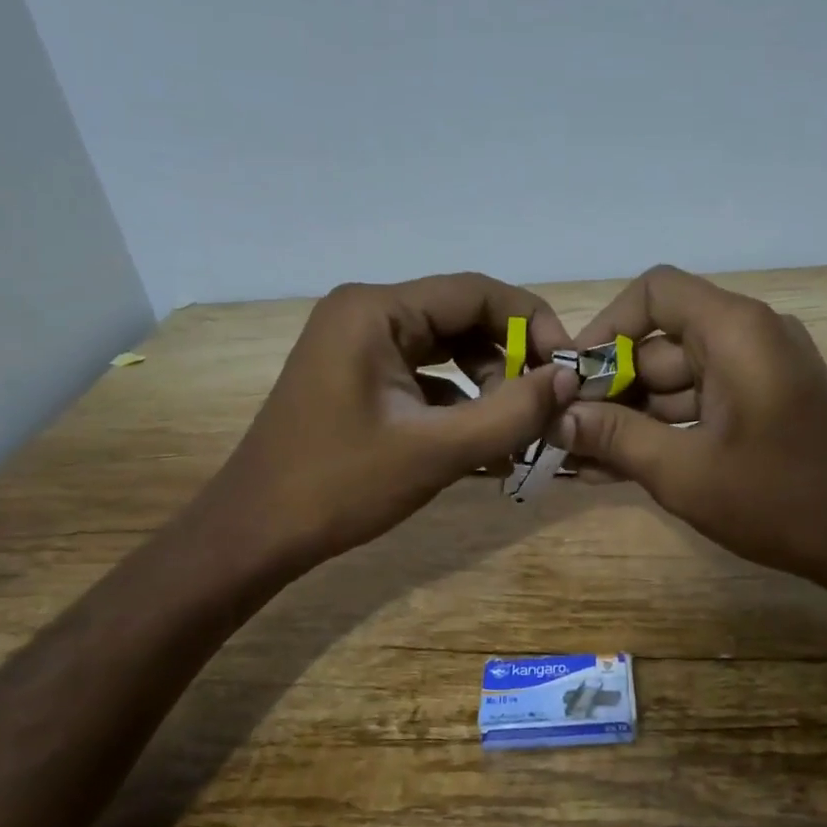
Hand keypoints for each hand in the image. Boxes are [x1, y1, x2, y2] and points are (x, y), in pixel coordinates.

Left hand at [200, 274, 577, 576]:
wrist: (257, 533)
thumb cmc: (340, 485)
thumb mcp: (437, 450)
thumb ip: (511, 412)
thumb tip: (570, 378)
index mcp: (377, 310)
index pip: (477, 292)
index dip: (532, 325)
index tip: (568, 370)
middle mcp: (368, 313)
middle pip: (463, 318)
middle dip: (510, 361)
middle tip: (545, 407)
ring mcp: (360, 345)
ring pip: (448, 349)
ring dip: (488, 385)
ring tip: (515, 432)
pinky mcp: (359, 377)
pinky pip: (425, 376)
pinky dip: (459, 403)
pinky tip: (482, 444)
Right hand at [560, 265, 826, 585]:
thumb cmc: (779, 499)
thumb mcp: (684, 472)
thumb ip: (617, 437)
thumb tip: (558, 417)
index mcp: (735, 330)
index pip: (654, 293)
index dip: (606, 327)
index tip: (573, 376)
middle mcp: (749, 336)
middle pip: (661, 342)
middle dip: (610, 387)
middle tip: (564, 430)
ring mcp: (760, 372)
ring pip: (677, 380)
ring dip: (631, 416)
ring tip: (580, 456)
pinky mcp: (764, 404)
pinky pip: (701, 404)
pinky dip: (664, 429)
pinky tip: (617, 466)